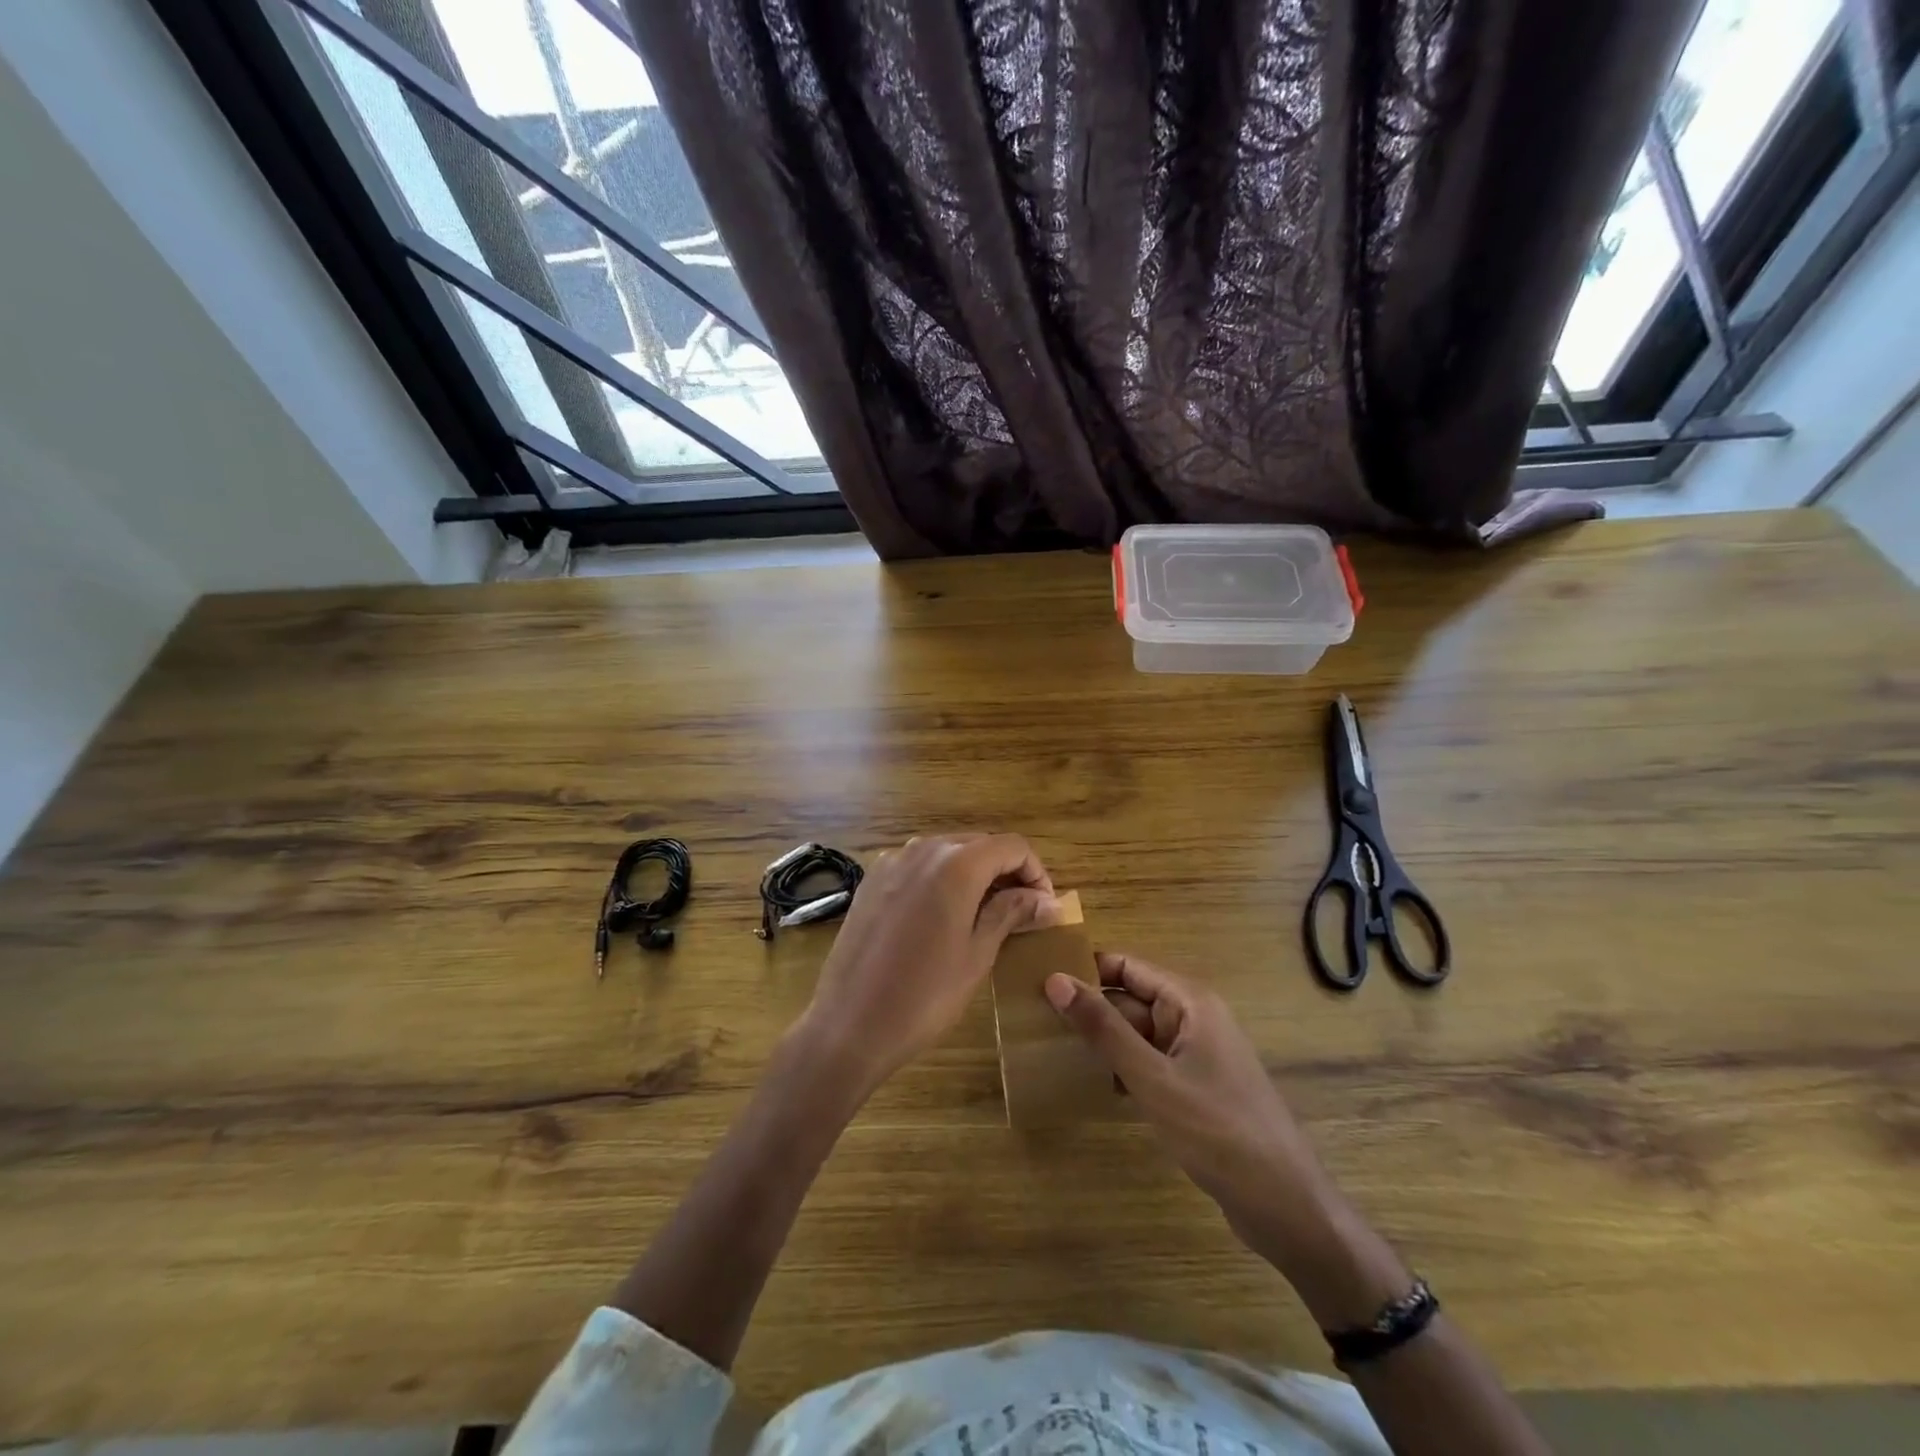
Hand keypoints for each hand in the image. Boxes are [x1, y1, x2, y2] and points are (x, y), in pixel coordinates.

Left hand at [792, 834, 1057, 1105]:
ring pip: (947, 852)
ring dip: (974, 874)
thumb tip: (1047, 900)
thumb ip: (1011, 913)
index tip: (1044, 907)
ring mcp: (892, 861)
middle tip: (1021, 913)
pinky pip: (918, 866)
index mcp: (956, 864)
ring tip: (985, 915)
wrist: (849, 1023)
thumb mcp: (977, 954)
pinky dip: (941, 879)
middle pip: (979, 844)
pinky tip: (943, 915)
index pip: (1011, 846)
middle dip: (1006, 871)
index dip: (1035, 872)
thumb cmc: (924, 995)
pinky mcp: (871, 879)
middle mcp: (923, 849)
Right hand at [1044, 954, 1336, 1264]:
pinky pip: (1148, 1063)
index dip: (1084, 971)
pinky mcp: (1193, 1087)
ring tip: (1049, 1050)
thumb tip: (1055, 980)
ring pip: (1136, 1034)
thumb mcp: (1152, 1078)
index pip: (1126, 966)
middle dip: (1088, 1010)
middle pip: (1129, 999)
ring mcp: (1194, 1054)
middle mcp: (1192, 1017)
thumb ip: (1103, 1029)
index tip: (1038, 982)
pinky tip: (1088, 1085)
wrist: (1285, 1206)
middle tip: (1034, 1022)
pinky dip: (1120, 1069)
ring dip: (1101, 1042)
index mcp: (1189, 1001)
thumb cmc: (1217, 1131)